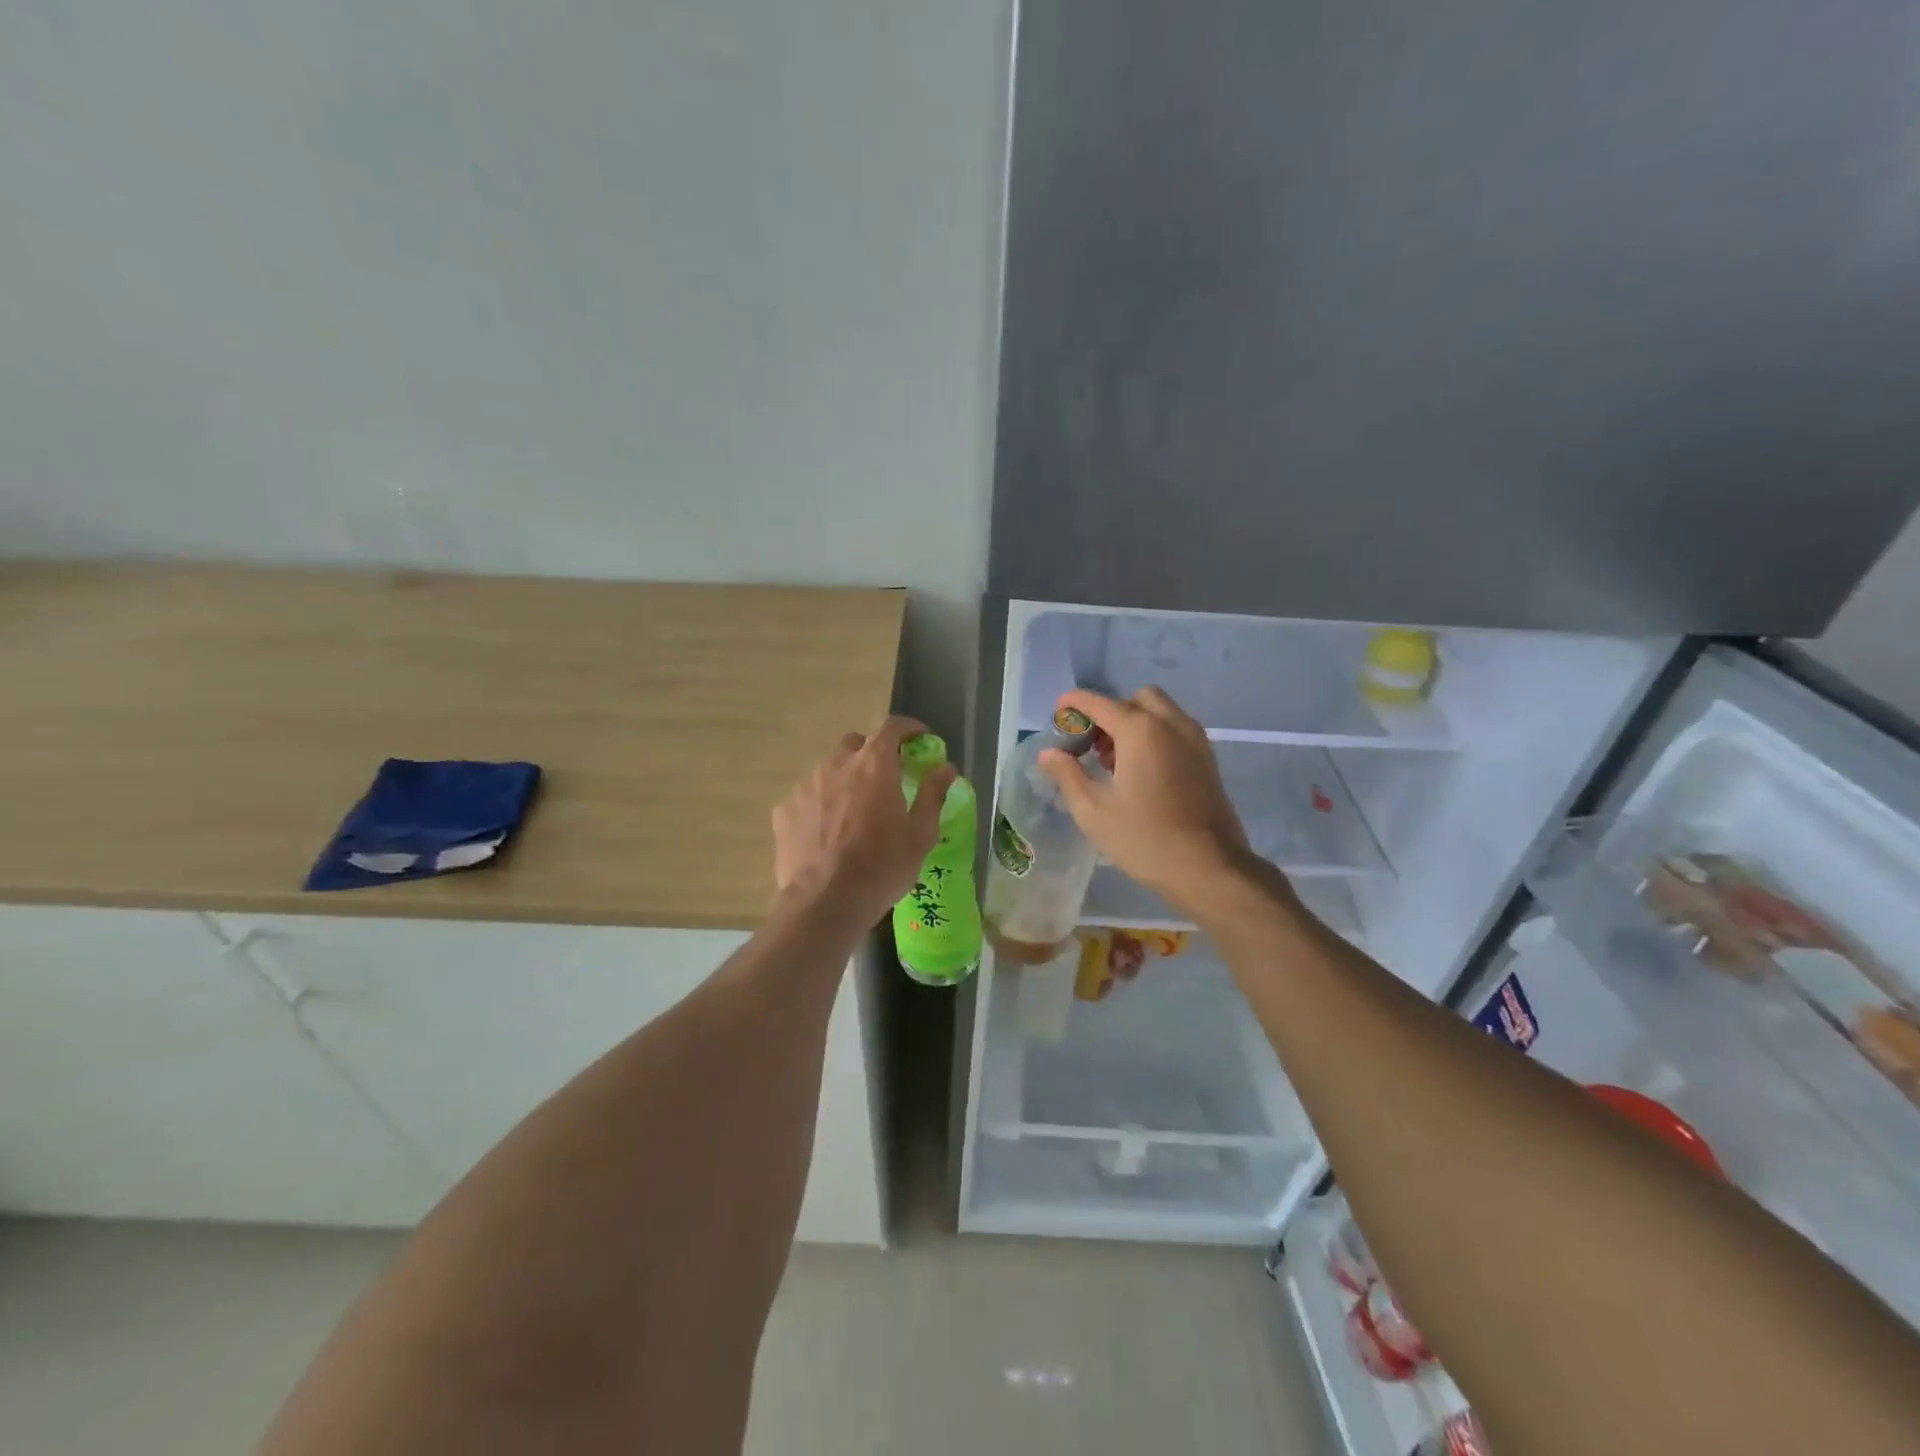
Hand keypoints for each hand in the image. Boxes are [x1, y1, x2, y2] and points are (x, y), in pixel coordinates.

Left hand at [773, 716, 955, 927]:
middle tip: (886, 779)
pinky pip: (809, 796)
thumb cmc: (882, 866)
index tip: (919, 738)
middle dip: (873, 753)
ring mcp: (806, 785)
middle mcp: (837, 764)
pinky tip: (827, 832)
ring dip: (846, 779)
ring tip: (854, 812)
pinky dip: (822, 804)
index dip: (907, 727)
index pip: (891, 726)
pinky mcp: (784, 809)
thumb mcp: (920, 834)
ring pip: (830, 769)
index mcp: (875, 764)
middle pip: (857, 744)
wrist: (824, 902)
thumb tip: (946, 768)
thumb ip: (933, 794)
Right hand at [1038, 687, 1257, 915]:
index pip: (1100, 703)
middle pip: (1135, 699)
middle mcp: (1171, 724)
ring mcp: (1195, 739)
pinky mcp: (1208, 758)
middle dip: (1110, 712)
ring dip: (1134, 722)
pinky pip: (1176, 729)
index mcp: (1140, 731)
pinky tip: (1141, 771)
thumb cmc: (1144, 839)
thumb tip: (1048, 753)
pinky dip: (1155, 734)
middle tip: (1092, 744)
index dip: (1075, 703)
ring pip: (1160, 712)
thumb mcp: (1093, 811)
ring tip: (1114, 761)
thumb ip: (1068, 774)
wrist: (1210, 868)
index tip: (1058, 712)